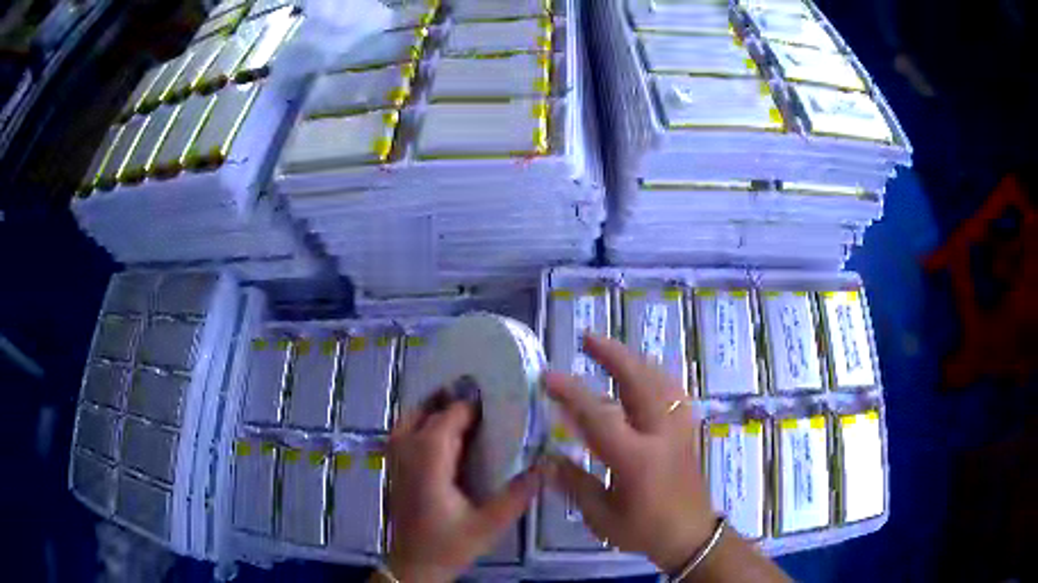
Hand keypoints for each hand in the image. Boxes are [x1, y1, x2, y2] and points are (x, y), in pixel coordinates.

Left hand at [384, 397, 541, 582]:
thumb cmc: (449, 544)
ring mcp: (396, 459)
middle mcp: (408, 453)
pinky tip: (438, 430)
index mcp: (430, 461)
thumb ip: (517, 495)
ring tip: (459, 404)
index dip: (471, 405)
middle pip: (427, 412)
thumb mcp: (488, 524)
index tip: (498, 397)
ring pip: (409, 418)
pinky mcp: (394, 469)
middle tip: (482, 395)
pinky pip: (403, 432)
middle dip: (452, 399)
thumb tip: (544, 465)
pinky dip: (419, 420)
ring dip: (432, 406)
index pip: (449, 419)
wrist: (413, 565)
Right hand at [544, 335, 716, 571]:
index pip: (600, 416)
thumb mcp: (601, 516)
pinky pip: (672, 390)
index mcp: (636, 459)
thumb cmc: (644, 530)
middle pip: (640, 382)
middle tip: (588, 338)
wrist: (691, 535)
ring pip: (660, 379)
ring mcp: (678, 428)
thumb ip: (575, 484)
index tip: (548, 376)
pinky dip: (653, 374)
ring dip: (634, 359)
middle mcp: (660, 434)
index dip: (572, 393)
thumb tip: (548, 459)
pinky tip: (642, 372)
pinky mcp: (686, 429)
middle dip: (613, 355)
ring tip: (611, 349)